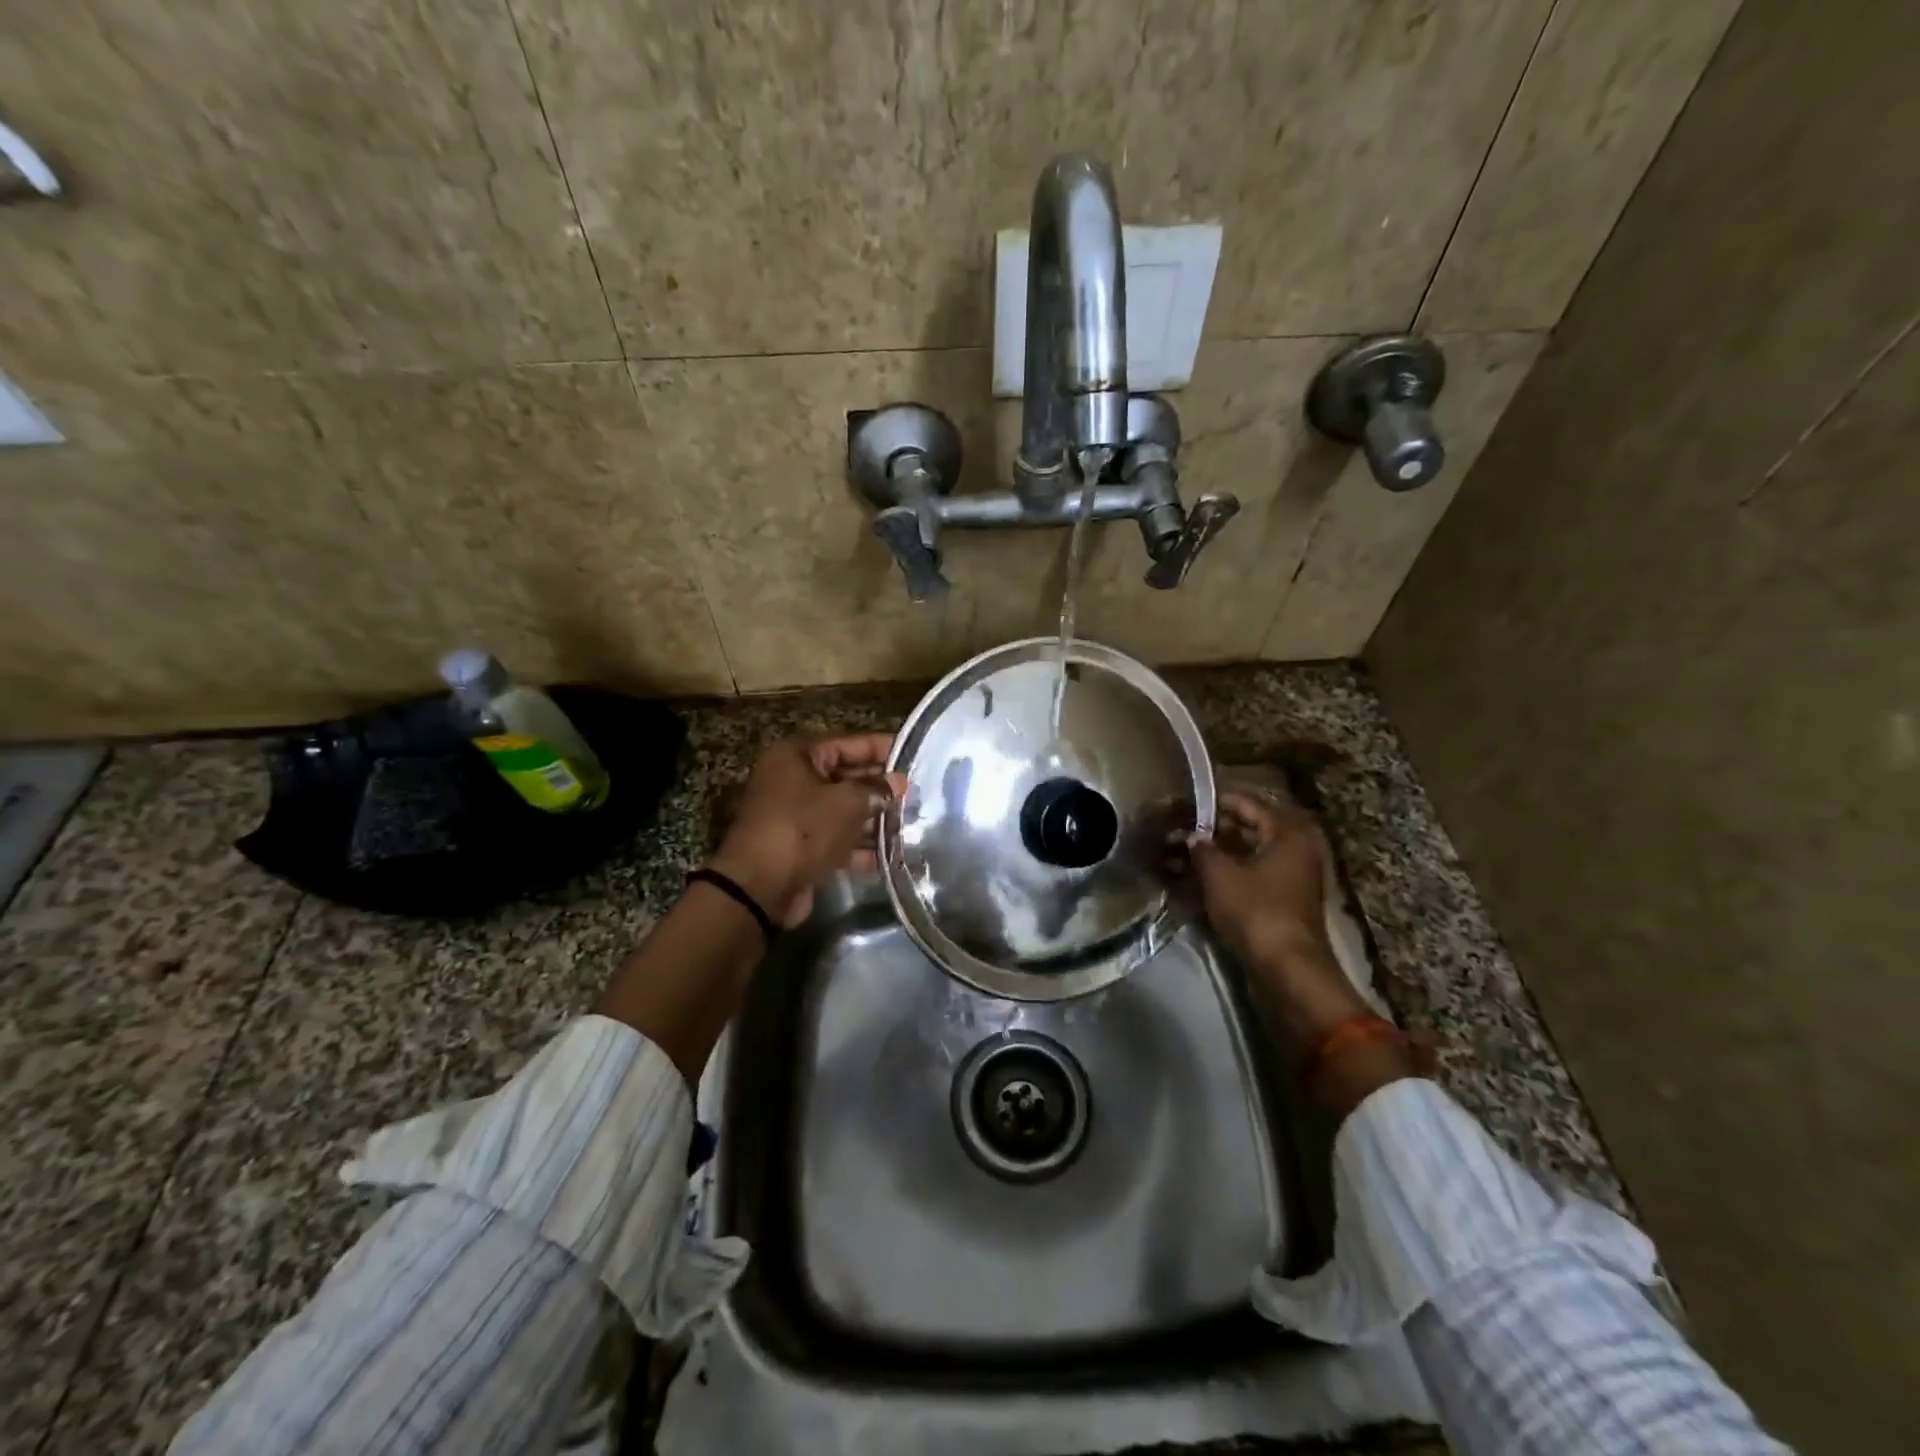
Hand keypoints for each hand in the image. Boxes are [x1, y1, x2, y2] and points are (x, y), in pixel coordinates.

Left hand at [708, 734, 904, 928]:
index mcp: (797, 756)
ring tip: (913, 822)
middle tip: (919, 792)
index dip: (882, 748)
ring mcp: (796, 815)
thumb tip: (898, 783)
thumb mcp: (846, 802)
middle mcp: (793, 780)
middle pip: (846, 776)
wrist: (759, 888)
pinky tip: (893, 853)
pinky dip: (861, 845)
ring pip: (843, 810)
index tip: (914, 753)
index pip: (849, 743)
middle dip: (881, 787)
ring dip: (875, 818)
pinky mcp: (801, 847)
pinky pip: (837, 839)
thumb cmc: (803, 829)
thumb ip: (876, 789)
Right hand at [1185, 790, 1370, 1045]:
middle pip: (1246, 829)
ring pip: (1244, 855)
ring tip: (1175, 854)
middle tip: (1175, 829)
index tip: (1182, 802)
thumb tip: (1192, 836)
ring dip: (1212, 855)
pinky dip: (1222, 876)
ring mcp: (1289, 878)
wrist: (1286, 969)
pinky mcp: (1279, 902)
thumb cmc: (1256, 910)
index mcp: (1287, 833)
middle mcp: (1294, 849)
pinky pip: (1246, 877)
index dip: (1212, 802)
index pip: (1247, 803)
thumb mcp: (1220, 874)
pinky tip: (1190, 879)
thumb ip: (1202, 848)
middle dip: (1209, 830)